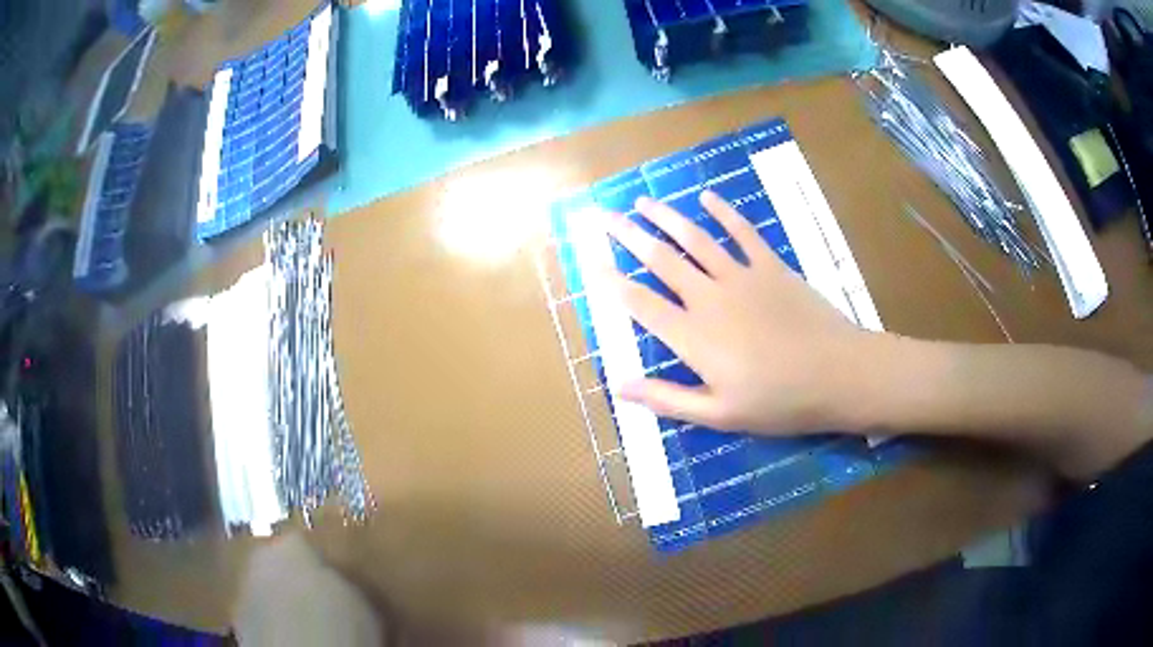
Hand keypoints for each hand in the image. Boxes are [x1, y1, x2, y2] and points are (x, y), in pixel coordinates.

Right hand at [605, 191, 882, 433]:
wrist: (837, 374)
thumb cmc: (779, 401)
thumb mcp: (720, 414)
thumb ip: (668, 398)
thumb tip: (619, 387)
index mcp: (693, 336)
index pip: (642, 304)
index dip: (613, 283)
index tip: (591, 263)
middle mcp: (709, 298)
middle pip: (661, 260)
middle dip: (628, 236)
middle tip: (604, 215)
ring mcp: (741, 276)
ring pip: (695, 239)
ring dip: (666, 217)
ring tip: (643, 201)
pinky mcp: (771, 266)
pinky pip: (743, 232)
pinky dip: (724, 213)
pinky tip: (707, 198)